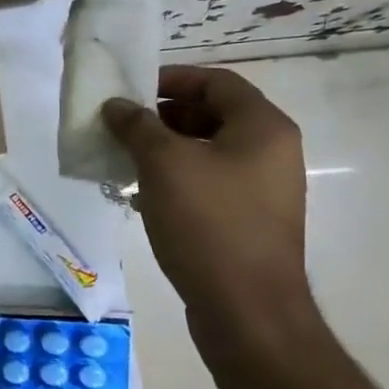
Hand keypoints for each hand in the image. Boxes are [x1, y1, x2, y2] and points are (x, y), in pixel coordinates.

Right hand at [104, 66, 310, 326]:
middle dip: (163, 116)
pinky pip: (209, 184)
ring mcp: (263, 190)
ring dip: (165, 150)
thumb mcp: (164, 165)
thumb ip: (137, 126)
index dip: (173, 78)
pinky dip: (176, 181)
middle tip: (123, 125)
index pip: (217, 82)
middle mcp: (271, 153)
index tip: (131, 89)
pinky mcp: (248, 221)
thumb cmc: (208, 223)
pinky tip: (141, 197)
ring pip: (207, 153)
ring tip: (125, 160)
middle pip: (213, 115)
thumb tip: (116, 105)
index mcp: (263, 128)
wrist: (246, 309)